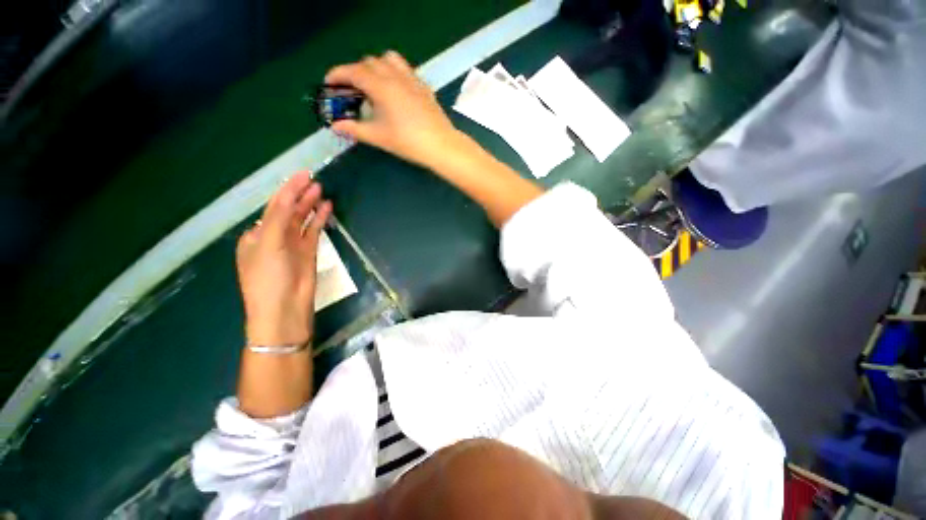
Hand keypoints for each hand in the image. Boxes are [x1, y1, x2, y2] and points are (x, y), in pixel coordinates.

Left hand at [236, 172, 332, 345]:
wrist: (284, 309)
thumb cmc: (268, 278)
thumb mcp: (268, 246)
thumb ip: (279, 220)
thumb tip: (290, 197)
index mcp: (257, 235)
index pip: (274, 206)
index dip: (288, 189)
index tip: (303, 174)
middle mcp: (273, 237)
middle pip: (288, 210)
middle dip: (299, 194)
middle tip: (315, 178)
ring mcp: (292, 245)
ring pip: (302, 219)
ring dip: (310, 204)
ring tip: (321, 190)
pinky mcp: (308, 252)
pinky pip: (313, 231)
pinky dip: (319, 219)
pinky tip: (326, 208)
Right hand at [325, 51, 460, 167]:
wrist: (441, 146)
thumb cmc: (408, 142)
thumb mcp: (379, 137)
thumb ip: (355, 129)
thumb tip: (335, 126)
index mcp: (381, 86)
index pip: (353, 71)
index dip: (337, 75)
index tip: (329, 84)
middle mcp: (395, 76)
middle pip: (369, 62)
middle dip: (356, 72)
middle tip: (352, 91)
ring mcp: (412, 79)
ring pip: (389, 60)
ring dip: (376, 67)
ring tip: (375, 86)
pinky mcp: (424, 87)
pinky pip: (405, 70)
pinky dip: (394, 73)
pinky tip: (396, 91)